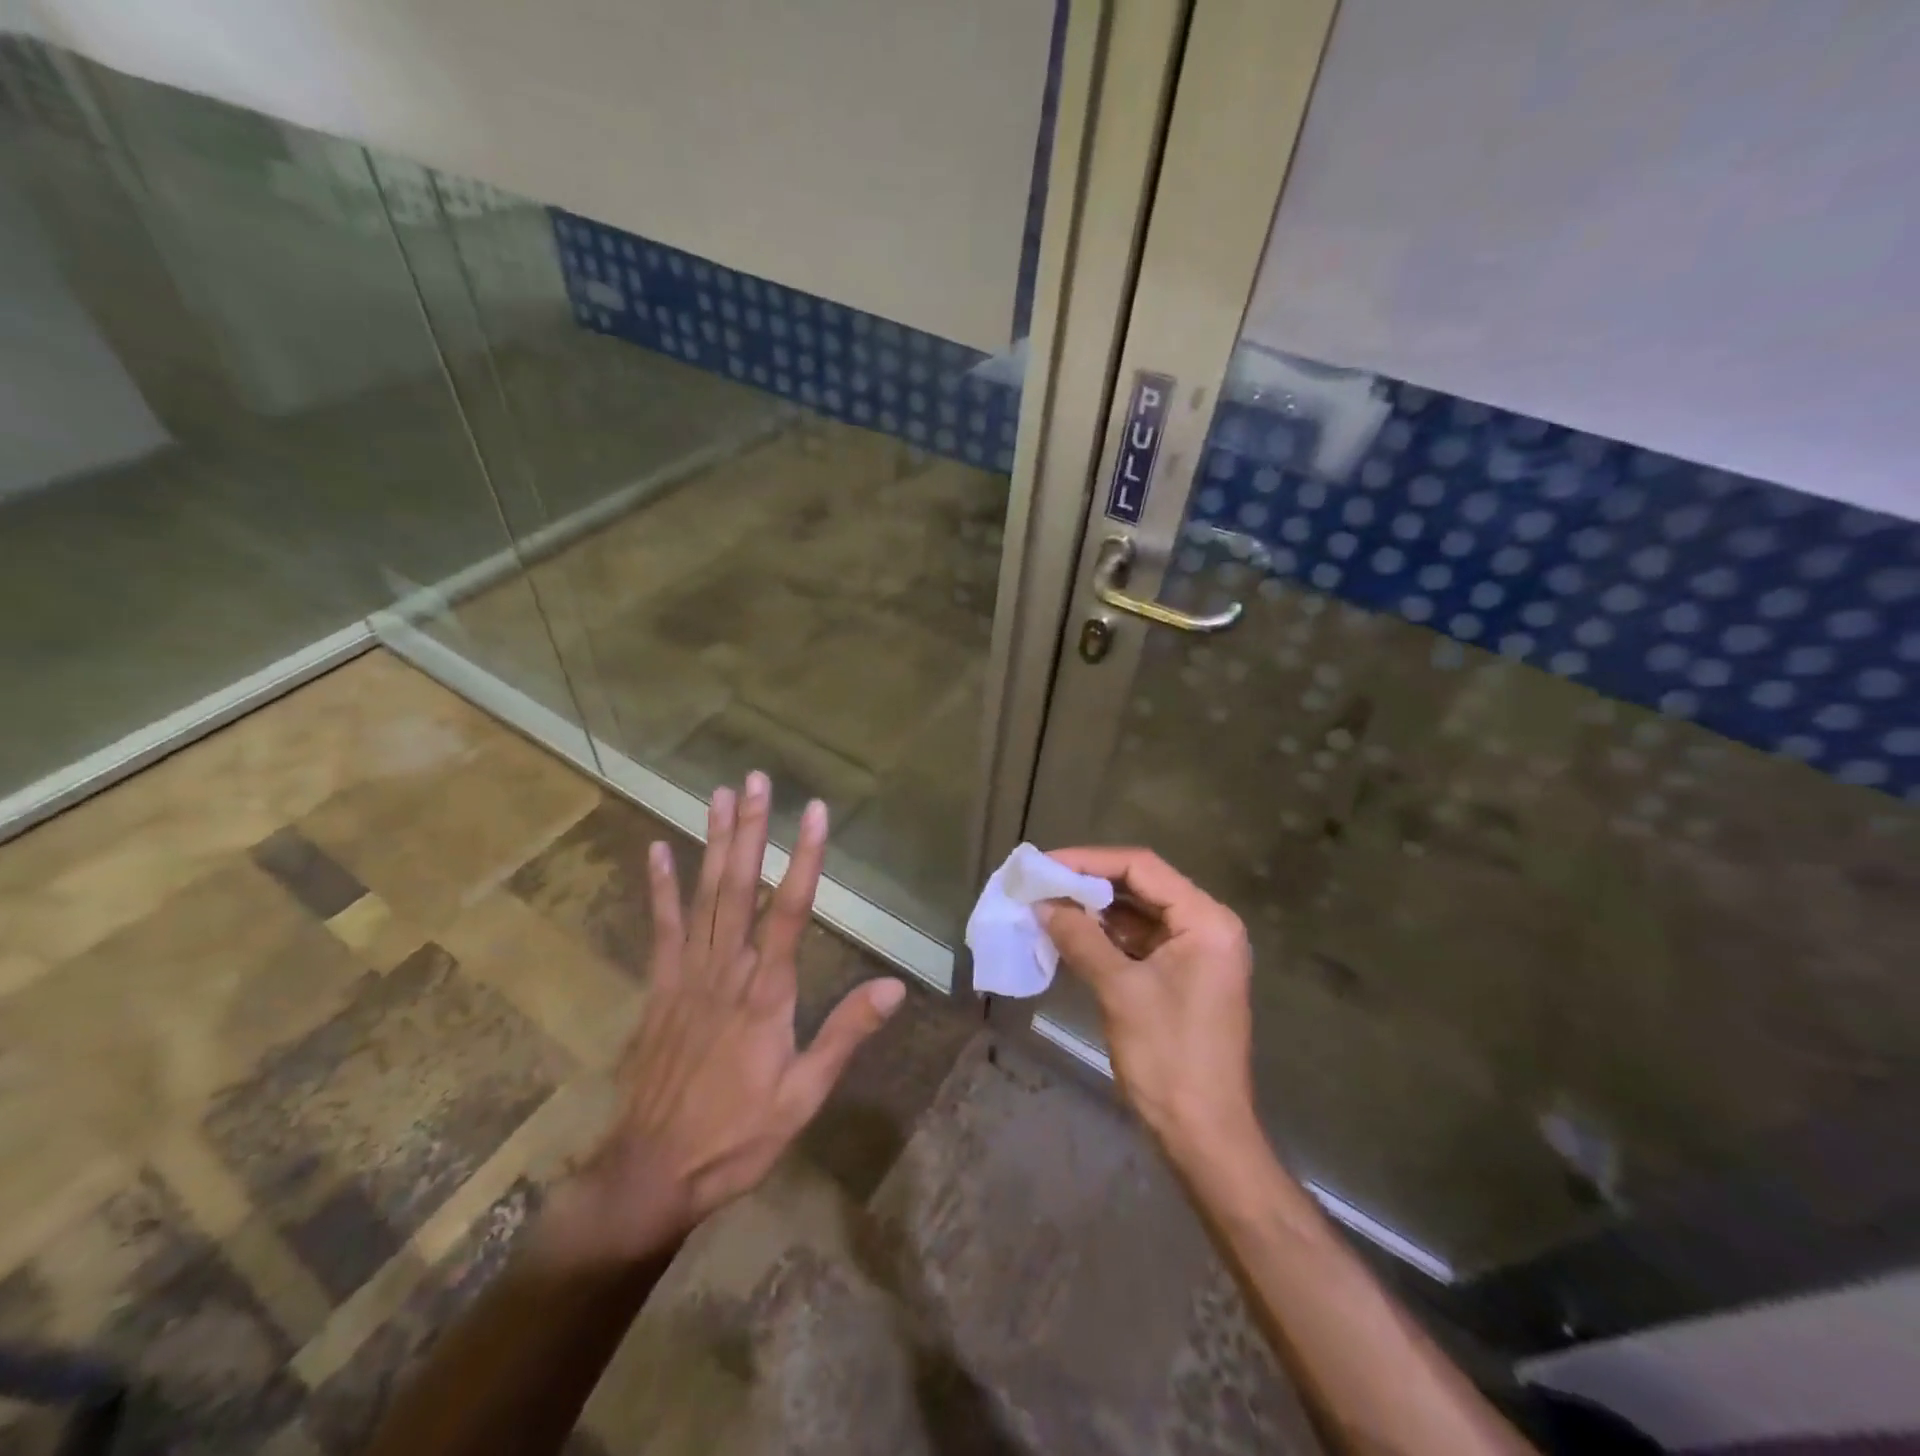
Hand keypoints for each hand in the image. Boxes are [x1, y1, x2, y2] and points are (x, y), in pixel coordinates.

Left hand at [541, 773, 905, 1266]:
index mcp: (766, 992)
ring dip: (712, 842)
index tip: (813, 812)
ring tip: (720, 795)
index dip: (804, 857)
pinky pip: (662, 928)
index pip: (790, 910)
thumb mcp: (804, 1095)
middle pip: (740, 886)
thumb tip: (894, 987)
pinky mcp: (659, 988)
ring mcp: (687, 974)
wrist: (652, 1172)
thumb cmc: (738, 1135)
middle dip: (751, 829)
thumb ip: (845, 1035)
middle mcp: (727, 969)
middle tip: (756, 779)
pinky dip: (659, 887)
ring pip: (703, 895)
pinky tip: (656, 850)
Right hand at [1038, 847, 1257, 1161]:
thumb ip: (1081, 938)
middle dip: (1088, 883)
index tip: (1045, 864)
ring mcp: (1196, 953)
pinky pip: (1139, 942)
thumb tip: (1042, 903)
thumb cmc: (1168, 1058)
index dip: (1089, 860)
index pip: (1142, 867)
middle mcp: (1207, 926)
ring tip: (1046, 904)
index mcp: (1206, 921)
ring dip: (1094, 911)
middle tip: (1040, 882)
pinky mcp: (1182, 976)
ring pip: (1138, 914)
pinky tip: (1068, 934)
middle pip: (1141, 886)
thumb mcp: (1119, 991)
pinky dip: (1105, 937)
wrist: (1204, 1136)